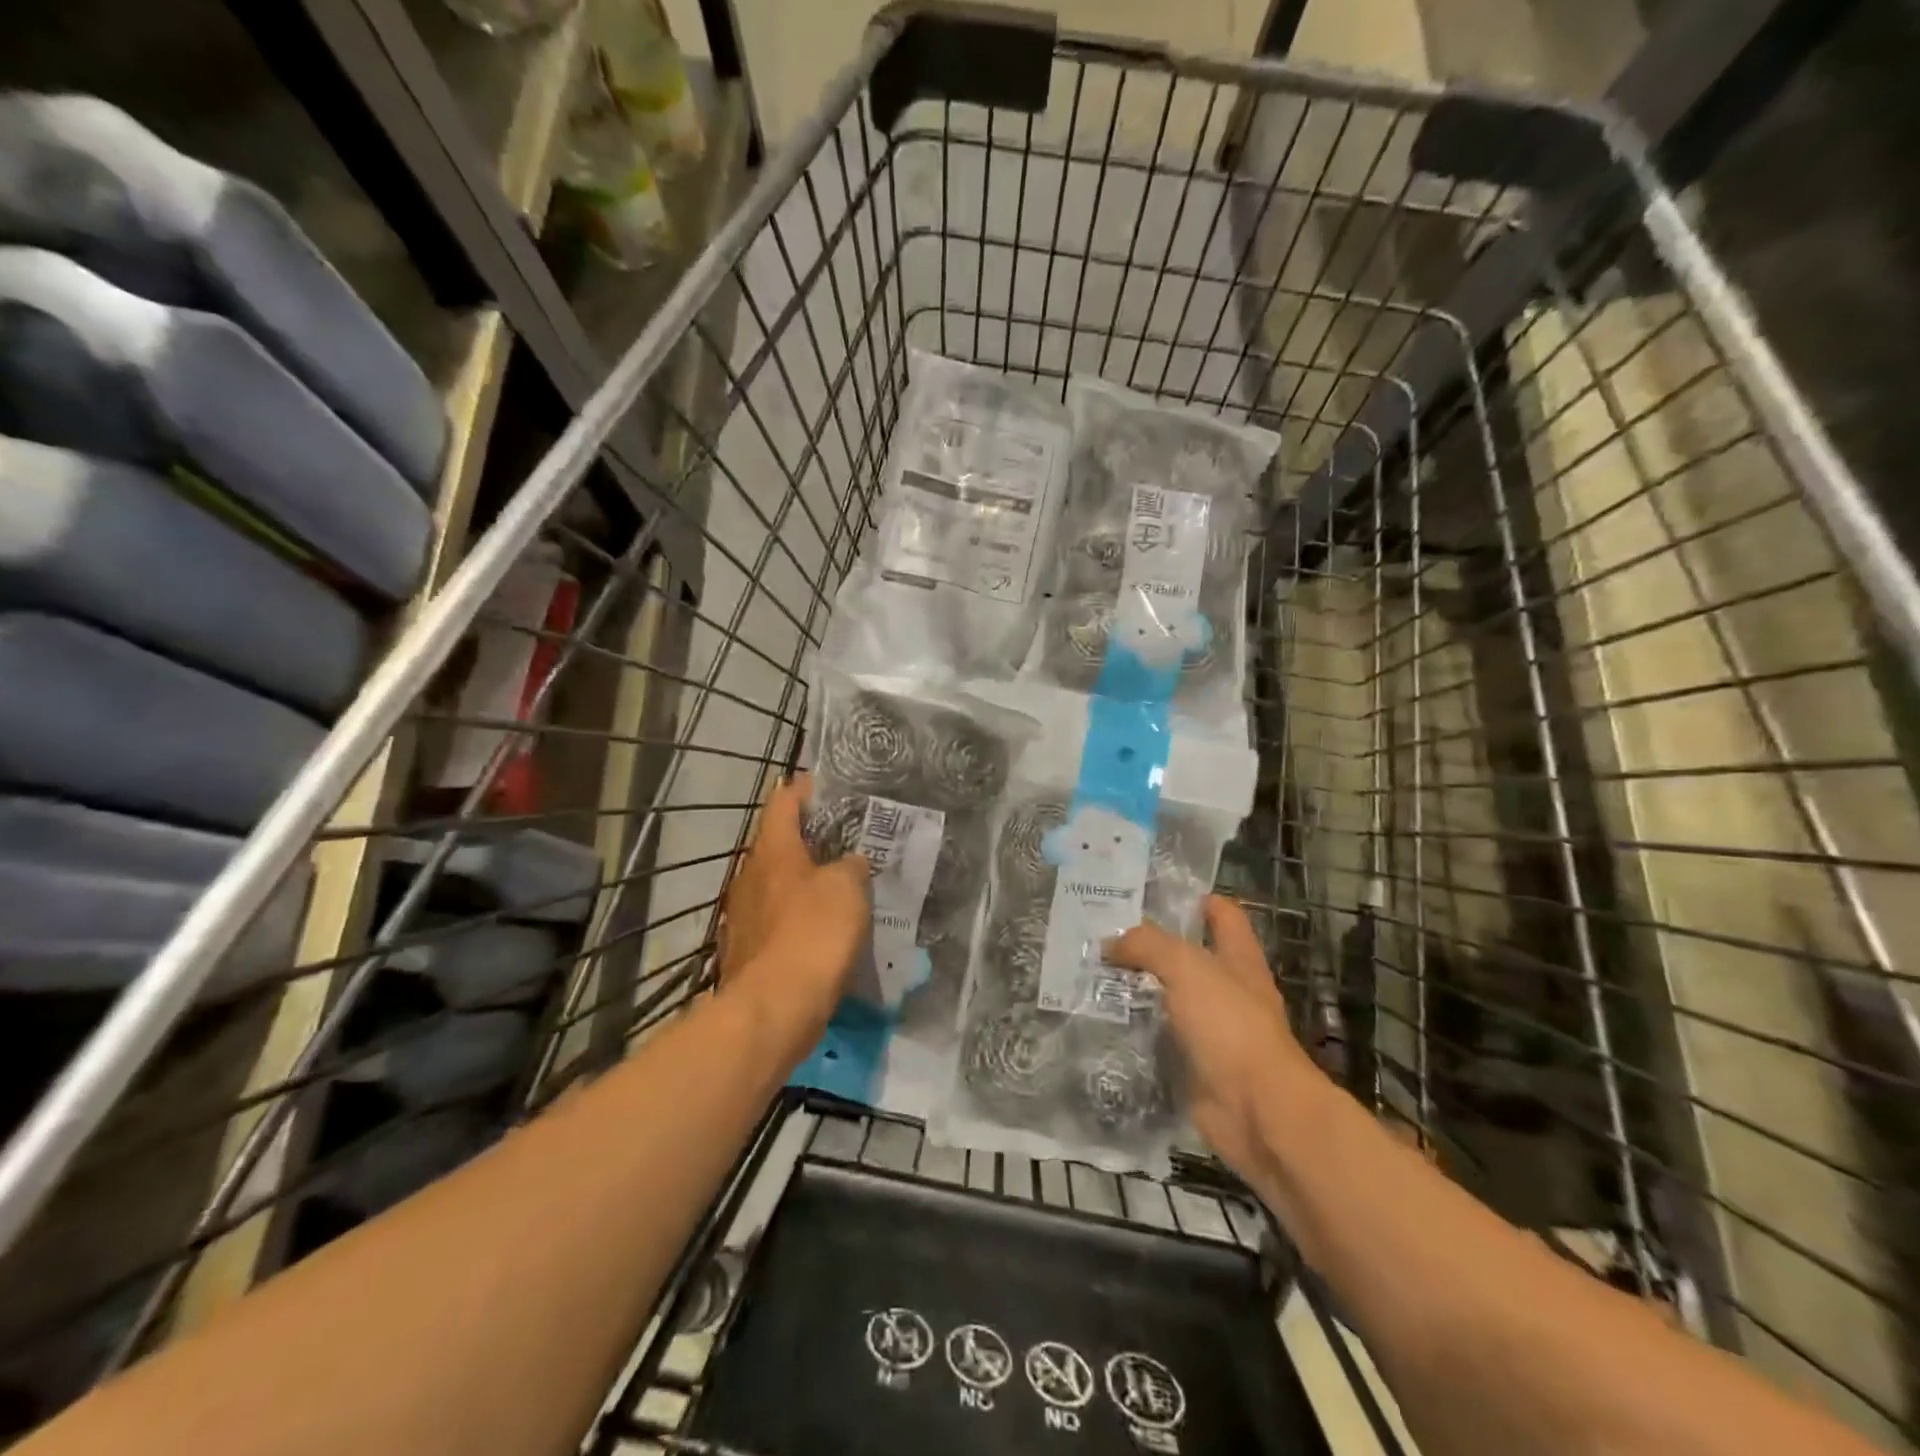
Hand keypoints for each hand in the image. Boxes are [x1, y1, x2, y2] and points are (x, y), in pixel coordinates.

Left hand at [717, 774, 868, 1052]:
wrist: (774, 1008)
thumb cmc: (812, 933)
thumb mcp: (847, 888)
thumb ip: (851, 866)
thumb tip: (849, 863)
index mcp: (772, 850)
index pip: (782, 802)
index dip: (802, 789)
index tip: (824, 784)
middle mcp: (750, 875)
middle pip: (776, 843)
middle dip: (806, 837)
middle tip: (842, 837)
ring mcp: (743, 915)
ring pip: (775, 883)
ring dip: (802, 879)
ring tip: (837, 882)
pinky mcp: (746, 950)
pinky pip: (775, 919)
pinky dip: (796, 915)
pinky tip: (821, 927)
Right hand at [1107, 895, 1323, 1184]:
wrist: (1258, 1112)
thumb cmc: (1230, 1025)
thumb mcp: (1186, 968)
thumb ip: (1148, 946)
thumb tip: (1111, 943)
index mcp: (1238, 958)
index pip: (1222, 914)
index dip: (1192, 900)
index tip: (1148, 896)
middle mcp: (1229, 990)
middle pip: (1189, 957)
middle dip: (1150, 946)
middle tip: (1102, 936)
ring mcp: (1214, 1031)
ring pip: (1170, 999)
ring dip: (1137, 990)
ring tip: (1092, 977)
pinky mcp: (1196, 1065)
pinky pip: (1160, 1040)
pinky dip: (1136, 1032)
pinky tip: (1102, 1023)